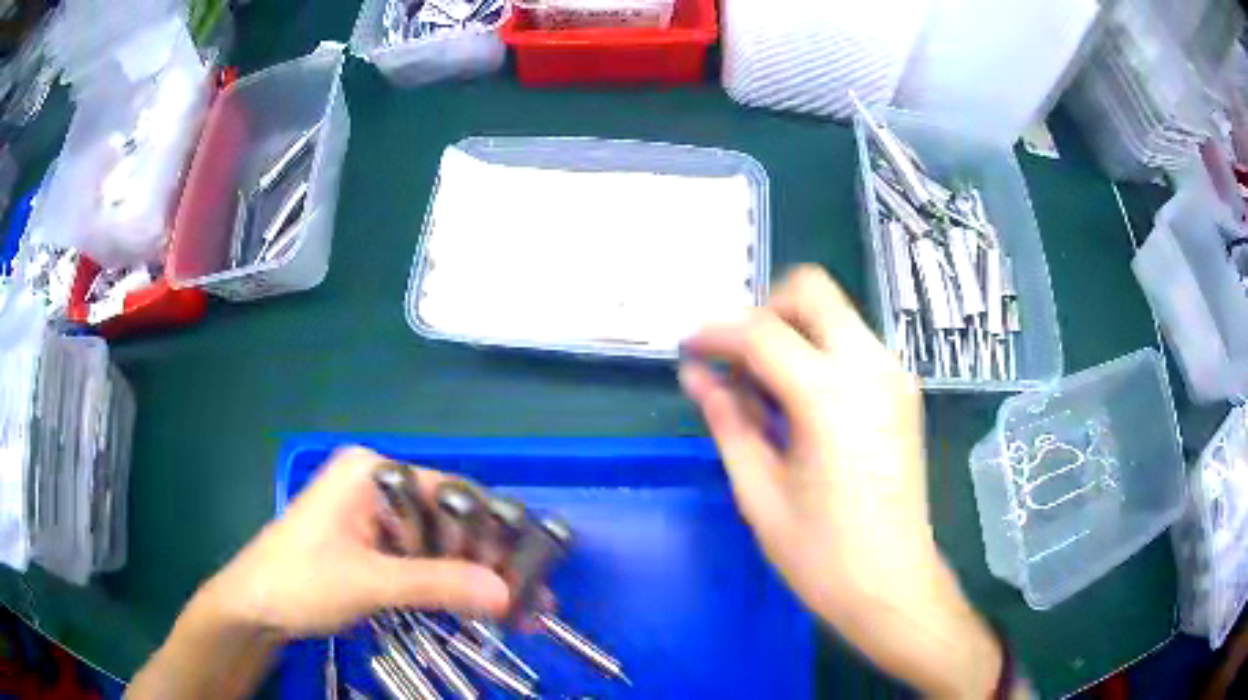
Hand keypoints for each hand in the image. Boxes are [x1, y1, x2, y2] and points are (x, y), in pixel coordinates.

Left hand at [200, 447, 509, 638]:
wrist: (254, 608)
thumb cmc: (299, 580)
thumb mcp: (368, 581)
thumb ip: (437, 583)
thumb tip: (509, 594)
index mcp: (373, 472)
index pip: (450, 492)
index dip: (493, 531)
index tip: (531, 569)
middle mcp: (380, 487)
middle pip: (451, 521)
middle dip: (492, 562)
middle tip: (534, 599)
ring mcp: (378, 520)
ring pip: (442, 546)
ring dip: (479, 580)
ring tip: (522, 612)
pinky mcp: (377, 550)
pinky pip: (426, 564)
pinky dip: (454, 588)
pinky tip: (486, 610)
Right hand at [681, 266, 1000, 697]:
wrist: (893, 584)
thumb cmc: (821, 553)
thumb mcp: (760, 492)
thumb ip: (729, 421)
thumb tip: (697, 376)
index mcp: (830, 395)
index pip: (762, 332)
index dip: (716, 334)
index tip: (690, 349)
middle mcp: (870, 367)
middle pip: (812, 291)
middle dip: (764, 312)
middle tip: (735, 359)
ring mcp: (894, 376)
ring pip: (836, 314)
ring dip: (793, 332)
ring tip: (763, 387)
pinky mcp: (904, 392)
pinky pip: (855, 345)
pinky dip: (820, 353)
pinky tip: (802, 402)